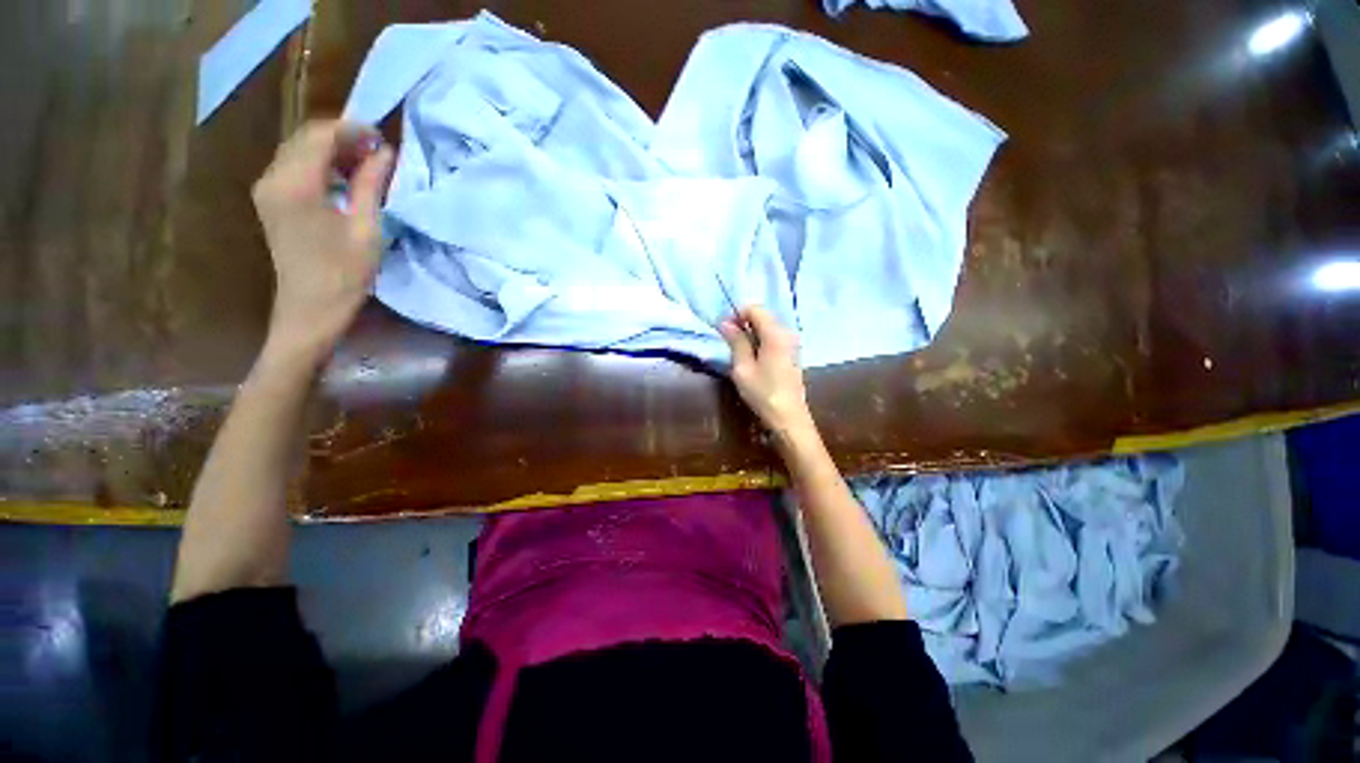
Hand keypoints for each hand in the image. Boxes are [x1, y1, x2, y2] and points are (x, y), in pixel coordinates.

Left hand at [251, 120, 394, 362]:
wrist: (309, 310)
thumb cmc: (343, 274)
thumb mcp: (366, 229)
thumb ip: (371, 185)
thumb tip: (384, 152)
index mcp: (295, 185)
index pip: (320, 136)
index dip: (352, 130)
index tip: (383, 138)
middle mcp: (272, 178)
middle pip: (305, 138)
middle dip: (342, 137)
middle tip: (378, 151)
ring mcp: (267, 189)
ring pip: (298, 150)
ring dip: (331, 150)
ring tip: (365, 164)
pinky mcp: (270, 200)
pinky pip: (293, 167)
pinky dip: (320, 164)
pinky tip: (343, 178)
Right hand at [720, 306, 816, 447]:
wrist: (789, 417)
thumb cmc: (763, 393)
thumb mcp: (743, 368)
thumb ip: (736, 342)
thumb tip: (725, 322)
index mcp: (775, 333)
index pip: (754, 308)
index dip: (737, 315)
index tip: (725, 331)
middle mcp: (787, 332)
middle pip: (762, 316)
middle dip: (743, 324)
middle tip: (729, 343)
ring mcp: (792, 342)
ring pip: (767, 327)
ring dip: (751, 334)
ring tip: (740, 353)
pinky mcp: (793, 353)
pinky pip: (773, 337)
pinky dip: (761, 342)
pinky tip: (754, 359)